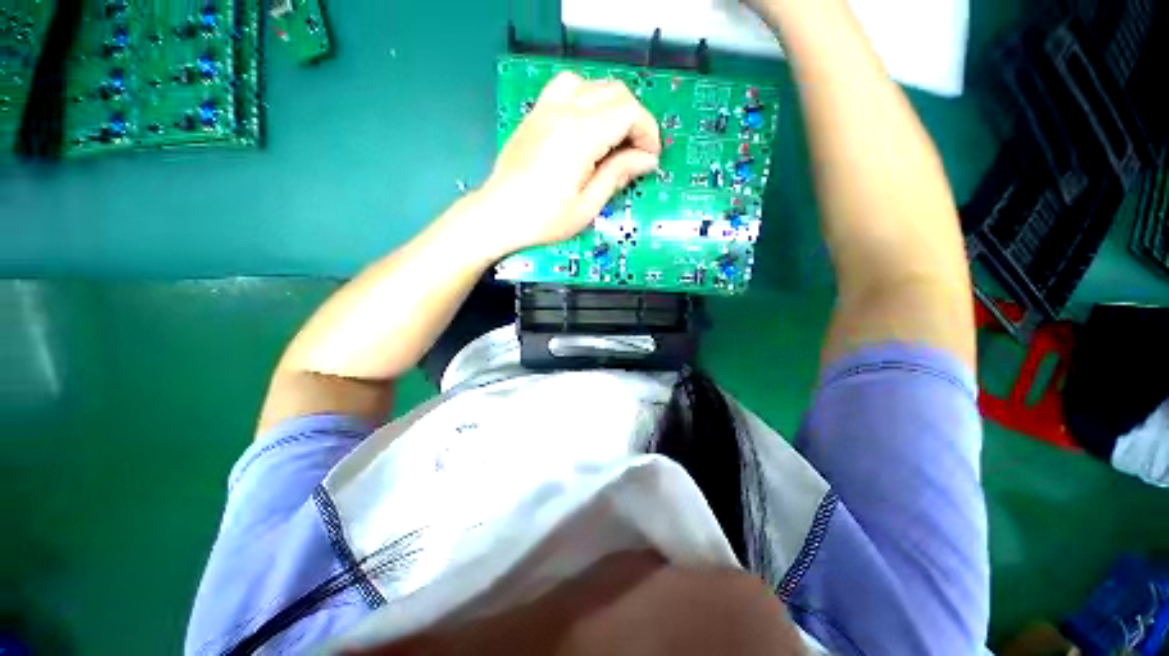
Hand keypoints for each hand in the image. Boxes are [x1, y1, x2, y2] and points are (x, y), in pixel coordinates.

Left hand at [475, 72, 661, 256]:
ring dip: (612, 106)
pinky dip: (587, 98)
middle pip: (615, 92)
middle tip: (635, 153)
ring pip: (593, 85)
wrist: (498, 215)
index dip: (647, 132)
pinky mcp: (536, 114)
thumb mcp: (587, 206)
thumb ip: (618, 175)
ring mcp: (546, 109)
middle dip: (635, 120)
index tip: (649, 158)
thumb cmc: (543, 219)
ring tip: (613, 138)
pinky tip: (586, 125)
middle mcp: (564, 111)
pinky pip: (568, 87)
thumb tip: (647, 160)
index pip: (628, 112)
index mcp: (580, 136)